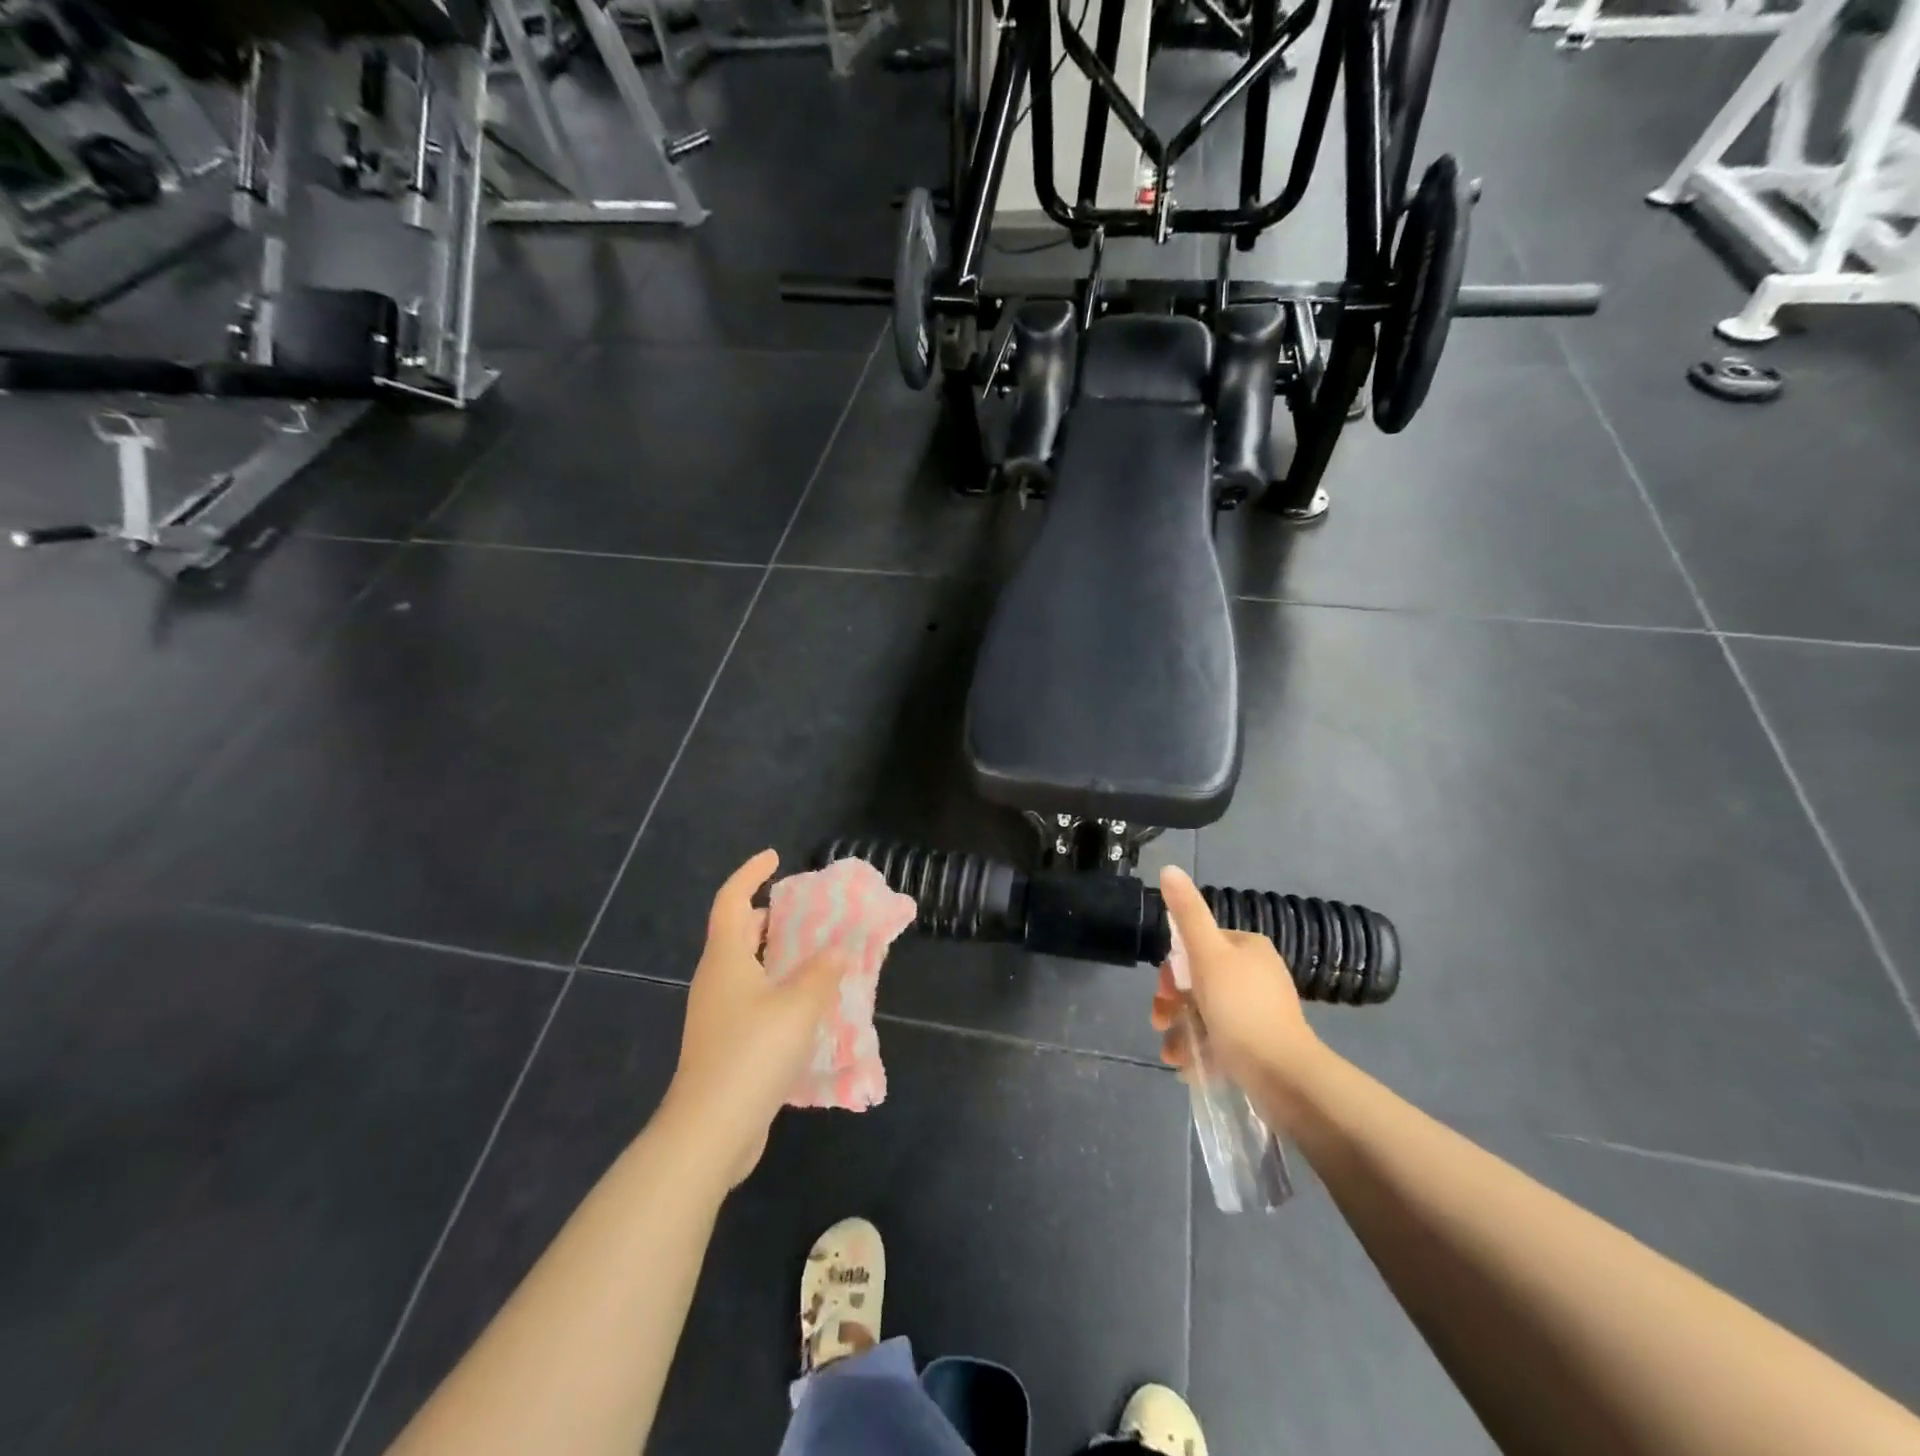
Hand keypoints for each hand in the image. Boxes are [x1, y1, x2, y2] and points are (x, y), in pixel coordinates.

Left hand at [664, 851, 846, 1185]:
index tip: (775, 857)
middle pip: (737, 933)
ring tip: (814, 955)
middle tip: (804, 911)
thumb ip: (822, 972)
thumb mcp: (798, 1005)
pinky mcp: (724, 1045)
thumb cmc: (752, 1053)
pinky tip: (806, 1007)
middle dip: (767, 916)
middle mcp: (716, 981)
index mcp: (726, 959)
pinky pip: (752, 1001)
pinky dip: (777, 990)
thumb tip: (837, 949)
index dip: (750, 873)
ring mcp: (716, 1016)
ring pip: (746, 970)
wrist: (710, 1131)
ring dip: (776, 956)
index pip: (732, 900)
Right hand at [1150, 866, 1319, 1093]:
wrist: (1284, 1076)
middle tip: (1160, 1021)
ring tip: (1171, 1054)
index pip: (1198, 944)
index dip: (1173, 965)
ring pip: (1204, 1011)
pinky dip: (1199, 1049)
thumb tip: (1169, 868)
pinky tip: (1187, 1067)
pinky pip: (1220, 1038)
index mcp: (1248, 948)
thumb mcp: (1207, 955)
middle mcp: (1256, 974)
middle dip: (1172, 1002)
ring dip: (1180, 1030)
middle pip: (1197, 979)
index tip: (1163, 989)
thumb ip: (1187, 913)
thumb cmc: (1241, 1009)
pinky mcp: (1259, 1044)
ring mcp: (1259, 1011)